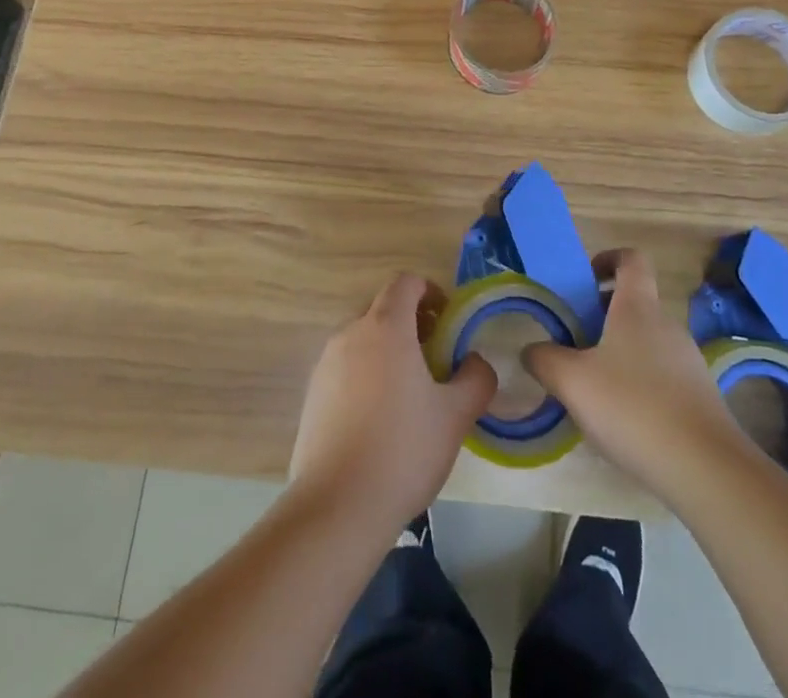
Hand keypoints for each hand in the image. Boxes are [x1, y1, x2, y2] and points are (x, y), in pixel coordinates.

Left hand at [289, 273, 497, 533]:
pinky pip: (344, 367)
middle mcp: (350, 333)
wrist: (337, 505)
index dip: (430, 291)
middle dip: (411, 322)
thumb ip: (475, 378)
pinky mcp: (312, 394)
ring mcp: (326, 363)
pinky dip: (365, 374)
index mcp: (385, 327)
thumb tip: (475, 361)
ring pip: (362, 338)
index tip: (448, 320)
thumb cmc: (403, 449)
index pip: (406, 282)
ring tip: (410, 391)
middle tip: (435, 356)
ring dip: (387, 349)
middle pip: (383, 308)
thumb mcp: (455, 415)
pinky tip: (379, 419)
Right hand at [523, 249, 752, 506]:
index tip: (584, 279)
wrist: (706, 470)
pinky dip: (639, 384)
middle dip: (602, 316)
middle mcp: (667, 325)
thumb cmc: (633, 407)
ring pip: (646, 342)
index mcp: (638, 307)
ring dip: (619, 353)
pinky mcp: (699, 397)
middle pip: (635, 303)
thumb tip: (532, 350)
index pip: (631, 259)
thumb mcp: (571, 381)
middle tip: (574, 342)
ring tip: (593, 387)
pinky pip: (662, 375)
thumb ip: (544, 359)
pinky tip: (623, 420)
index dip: (607, 259)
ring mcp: (688, 361)